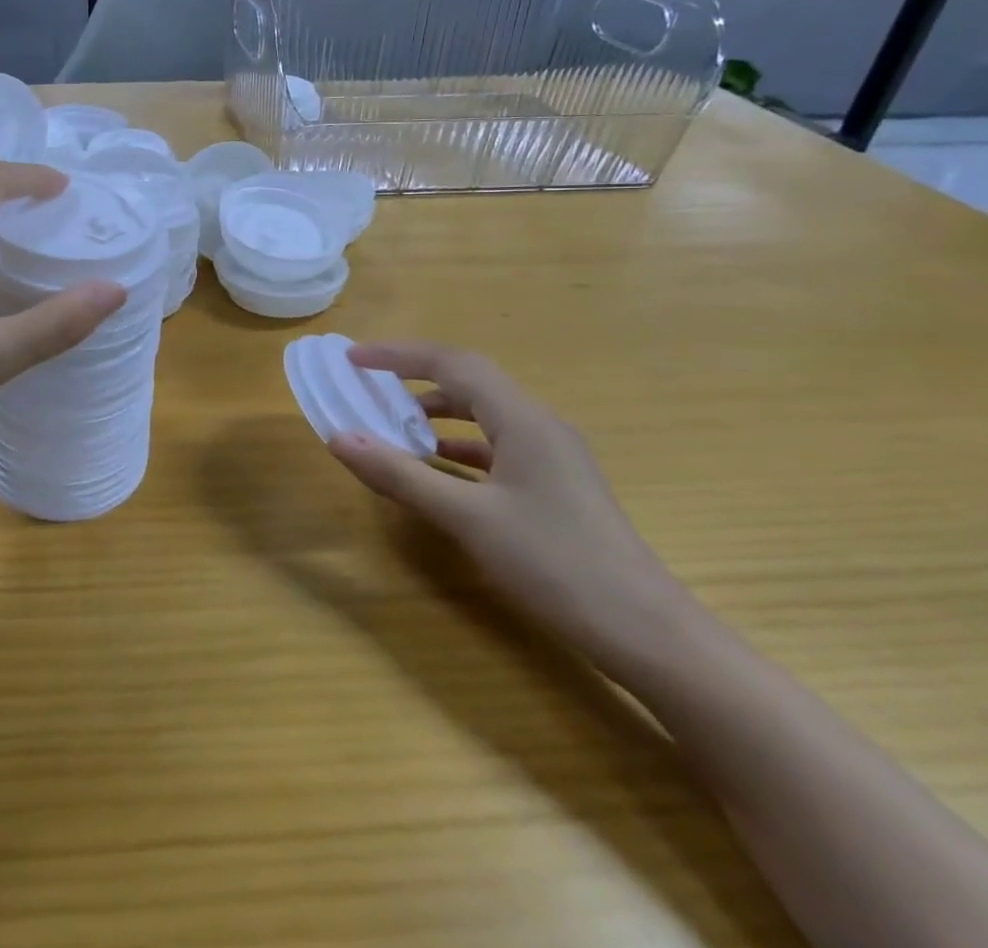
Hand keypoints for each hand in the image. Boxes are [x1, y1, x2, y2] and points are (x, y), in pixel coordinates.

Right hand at [327, 341, 690, 672]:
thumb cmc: (555, 564)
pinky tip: (438, 468)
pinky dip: (459, 446)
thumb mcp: (467, 518)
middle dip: (415, 377)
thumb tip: (339, 438)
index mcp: (523, 419)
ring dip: (436, 413)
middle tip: (368, 386)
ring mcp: (552, 456)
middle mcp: (540, 425)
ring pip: (484, 415)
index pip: (452, 363)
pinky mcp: (556, 485)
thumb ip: (400, 475)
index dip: (399, 355)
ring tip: (393, 426)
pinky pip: (497, 446)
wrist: (648, 634)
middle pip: (470, 381)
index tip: (353, 358)